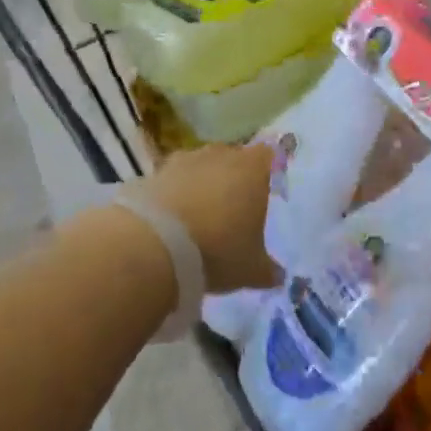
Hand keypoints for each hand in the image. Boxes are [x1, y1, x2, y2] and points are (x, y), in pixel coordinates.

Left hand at [139, 141, 277, 293]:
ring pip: (200, 168)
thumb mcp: (251, 269)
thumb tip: (278, 276)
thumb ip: (268, 269)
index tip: (263, 193)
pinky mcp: (152, 173)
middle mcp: (221, 154)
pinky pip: (171, 182)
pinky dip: (172, 196)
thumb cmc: (218, 249)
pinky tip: (169, 223)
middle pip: (232, 159)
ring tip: (197, 219)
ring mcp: (184, 160)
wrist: (153, 245)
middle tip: (232, 211)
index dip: (265, 172)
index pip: (267, 155)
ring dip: (200, 185)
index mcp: (252, 168)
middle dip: (232, 179)